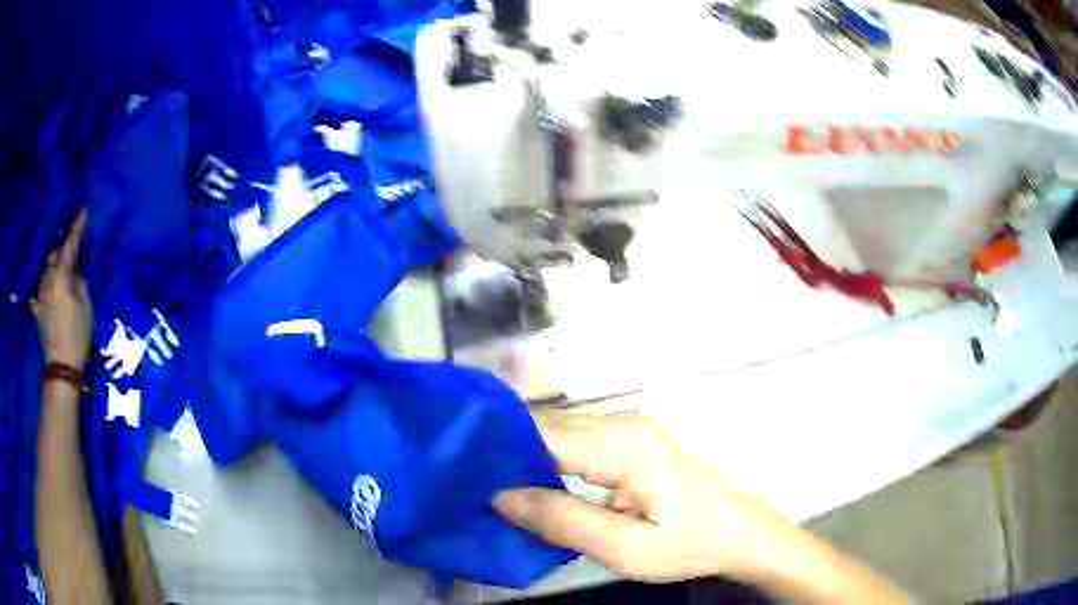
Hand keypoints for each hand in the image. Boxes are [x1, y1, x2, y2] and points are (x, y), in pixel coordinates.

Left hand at [31, 211, 92, 368]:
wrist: (62, 368)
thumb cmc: (77, 336)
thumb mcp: (86, 307)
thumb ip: (79, 283)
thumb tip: (76, 270)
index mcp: (61, 278)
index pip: (70, 246)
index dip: (77, 229)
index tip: (84, 213)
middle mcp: (48, 281)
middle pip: (54, 257)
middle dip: (62, 252)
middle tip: (72, 255)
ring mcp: (41, 297)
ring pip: (46, 272)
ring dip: (53, 269)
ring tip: (60, 274)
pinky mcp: (38, 312)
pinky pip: (38, 293)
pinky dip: (43, 289)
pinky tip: (44, 293)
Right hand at [494, 412, 792, 582]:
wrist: (733, 531)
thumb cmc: (687, 543)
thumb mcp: (624, 548)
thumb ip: (562, 521)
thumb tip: (502, 498)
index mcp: (625, 444)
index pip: (546, 436)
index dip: (502, 452)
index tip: (464, 472)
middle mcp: (623, 423)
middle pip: (549, 429)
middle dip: (508, 454)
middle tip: (469, 483)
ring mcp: (627, 427)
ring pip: (558, 434)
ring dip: (525, 458)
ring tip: (488, 483)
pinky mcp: (628, 439)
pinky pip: (575, 443)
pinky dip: (547, 461)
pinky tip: (527, 482)